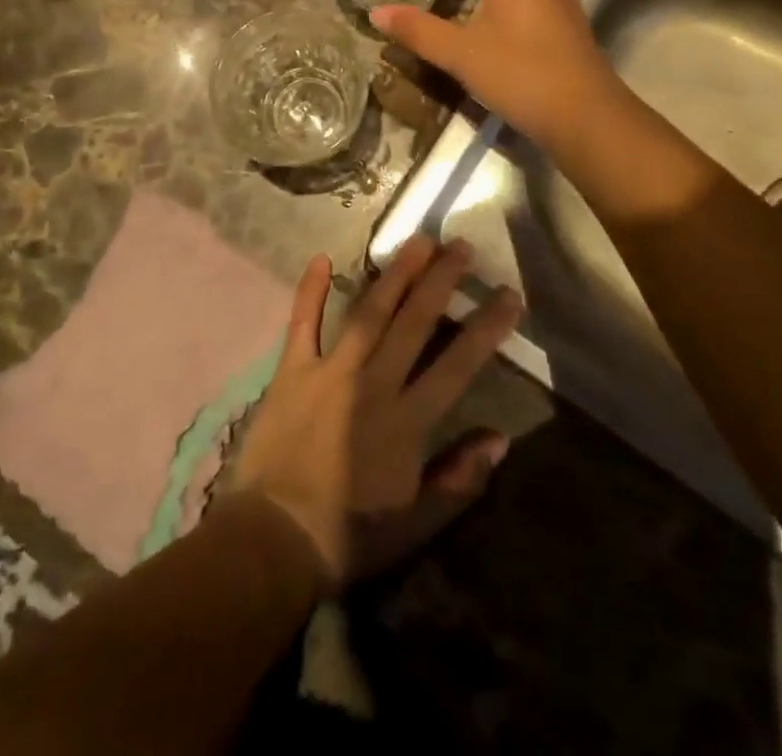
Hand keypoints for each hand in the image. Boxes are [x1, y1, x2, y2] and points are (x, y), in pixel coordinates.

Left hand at [232, 237, 522, 589]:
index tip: (507, 295)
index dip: (486, 328)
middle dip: (442, 281)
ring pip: (368, 312)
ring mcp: (330, 371)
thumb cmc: (350, 535)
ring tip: (418, 241)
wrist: (274, 540)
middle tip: (461, 246)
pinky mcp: (292, 370)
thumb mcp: (417, 521)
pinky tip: (321, 258)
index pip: (457, 365)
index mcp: (407, 421)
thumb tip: (500, 438)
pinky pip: (301, 322)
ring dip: (395, 274)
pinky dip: (309, 290)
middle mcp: (373, 384)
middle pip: (414, 323)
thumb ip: (459, 478)